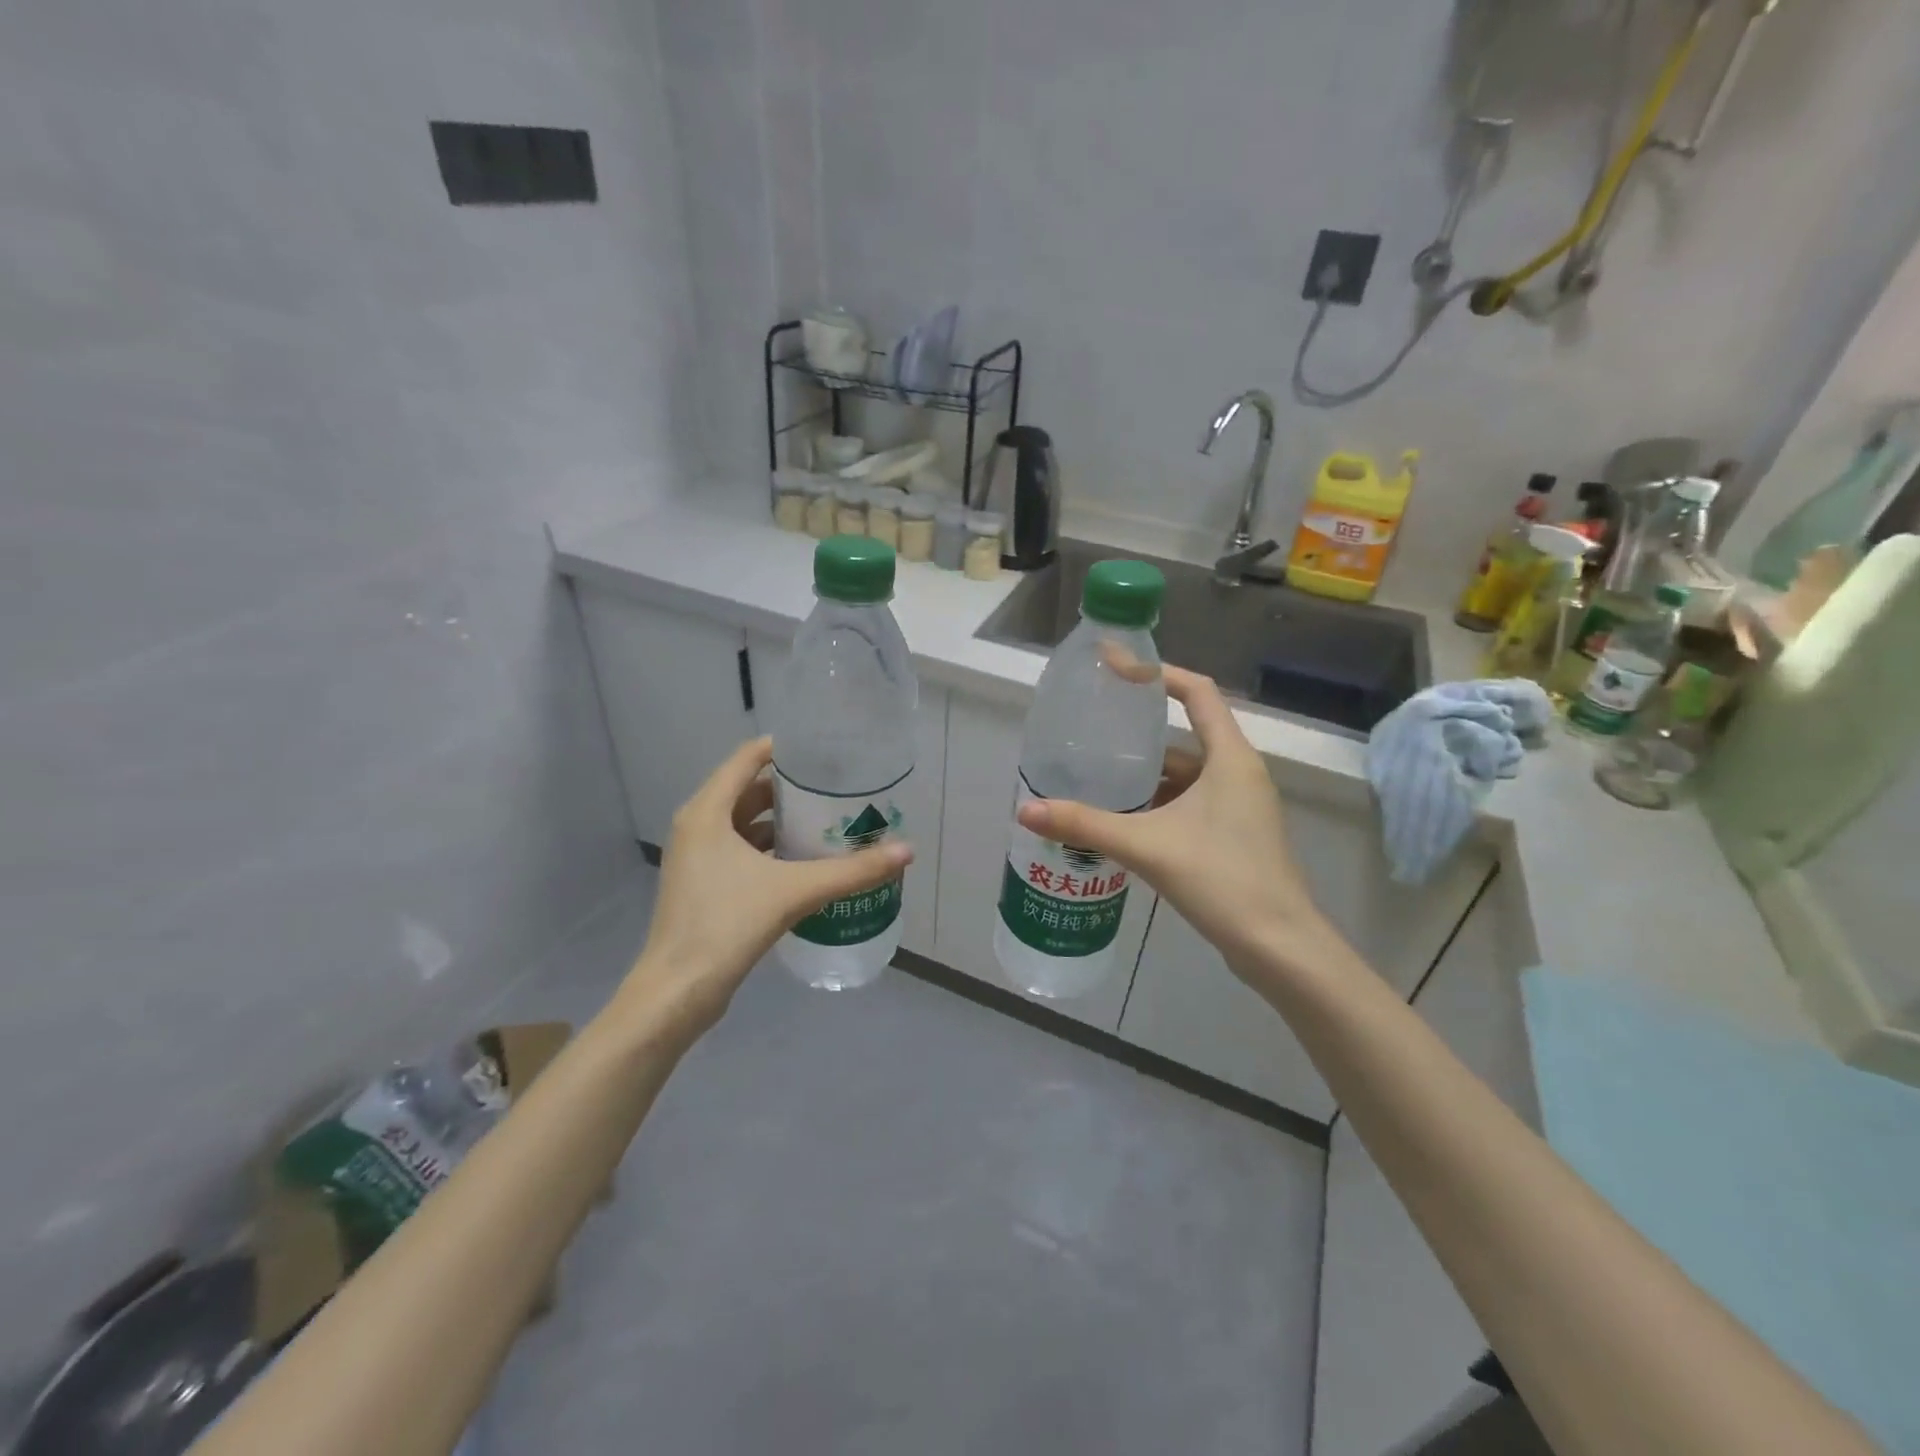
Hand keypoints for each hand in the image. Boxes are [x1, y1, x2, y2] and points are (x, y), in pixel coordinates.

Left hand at [617, 738, 912, 1035]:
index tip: (825, 749)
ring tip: (828, 819)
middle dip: (792, 787)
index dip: (785, 748)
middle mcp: (698, 826)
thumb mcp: (795, 891)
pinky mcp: (704, 884)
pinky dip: (771, 848)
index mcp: (707, 812)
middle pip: (749, 790)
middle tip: (837, 786)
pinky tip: (805, 860)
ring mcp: (698, 857)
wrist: (678, 991)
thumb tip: (907, 851)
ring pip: (746, 823)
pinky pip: (741, 850)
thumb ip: (852, 871)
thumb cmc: (727, 925)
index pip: (747, 758)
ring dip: (783, 819)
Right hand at [1015, 667, 1341, 978]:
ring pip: (1185, 775)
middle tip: (1092, 730)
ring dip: (1145, 776)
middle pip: (1185, 735)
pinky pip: (1189, 804)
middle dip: (1138, 734)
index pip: (1197, 692)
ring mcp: (1239, 807)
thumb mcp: (1147, 846)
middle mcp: (1238, 773)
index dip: (1157, 672)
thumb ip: (1085, 825)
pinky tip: (1122, 819)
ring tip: (1095, 776)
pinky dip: (1157, 804)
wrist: (1278, 946)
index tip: (1115, 667)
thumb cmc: (1222, 879)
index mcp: (1230, 758)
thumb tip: (1026, 810)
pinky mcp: (1234, 835)